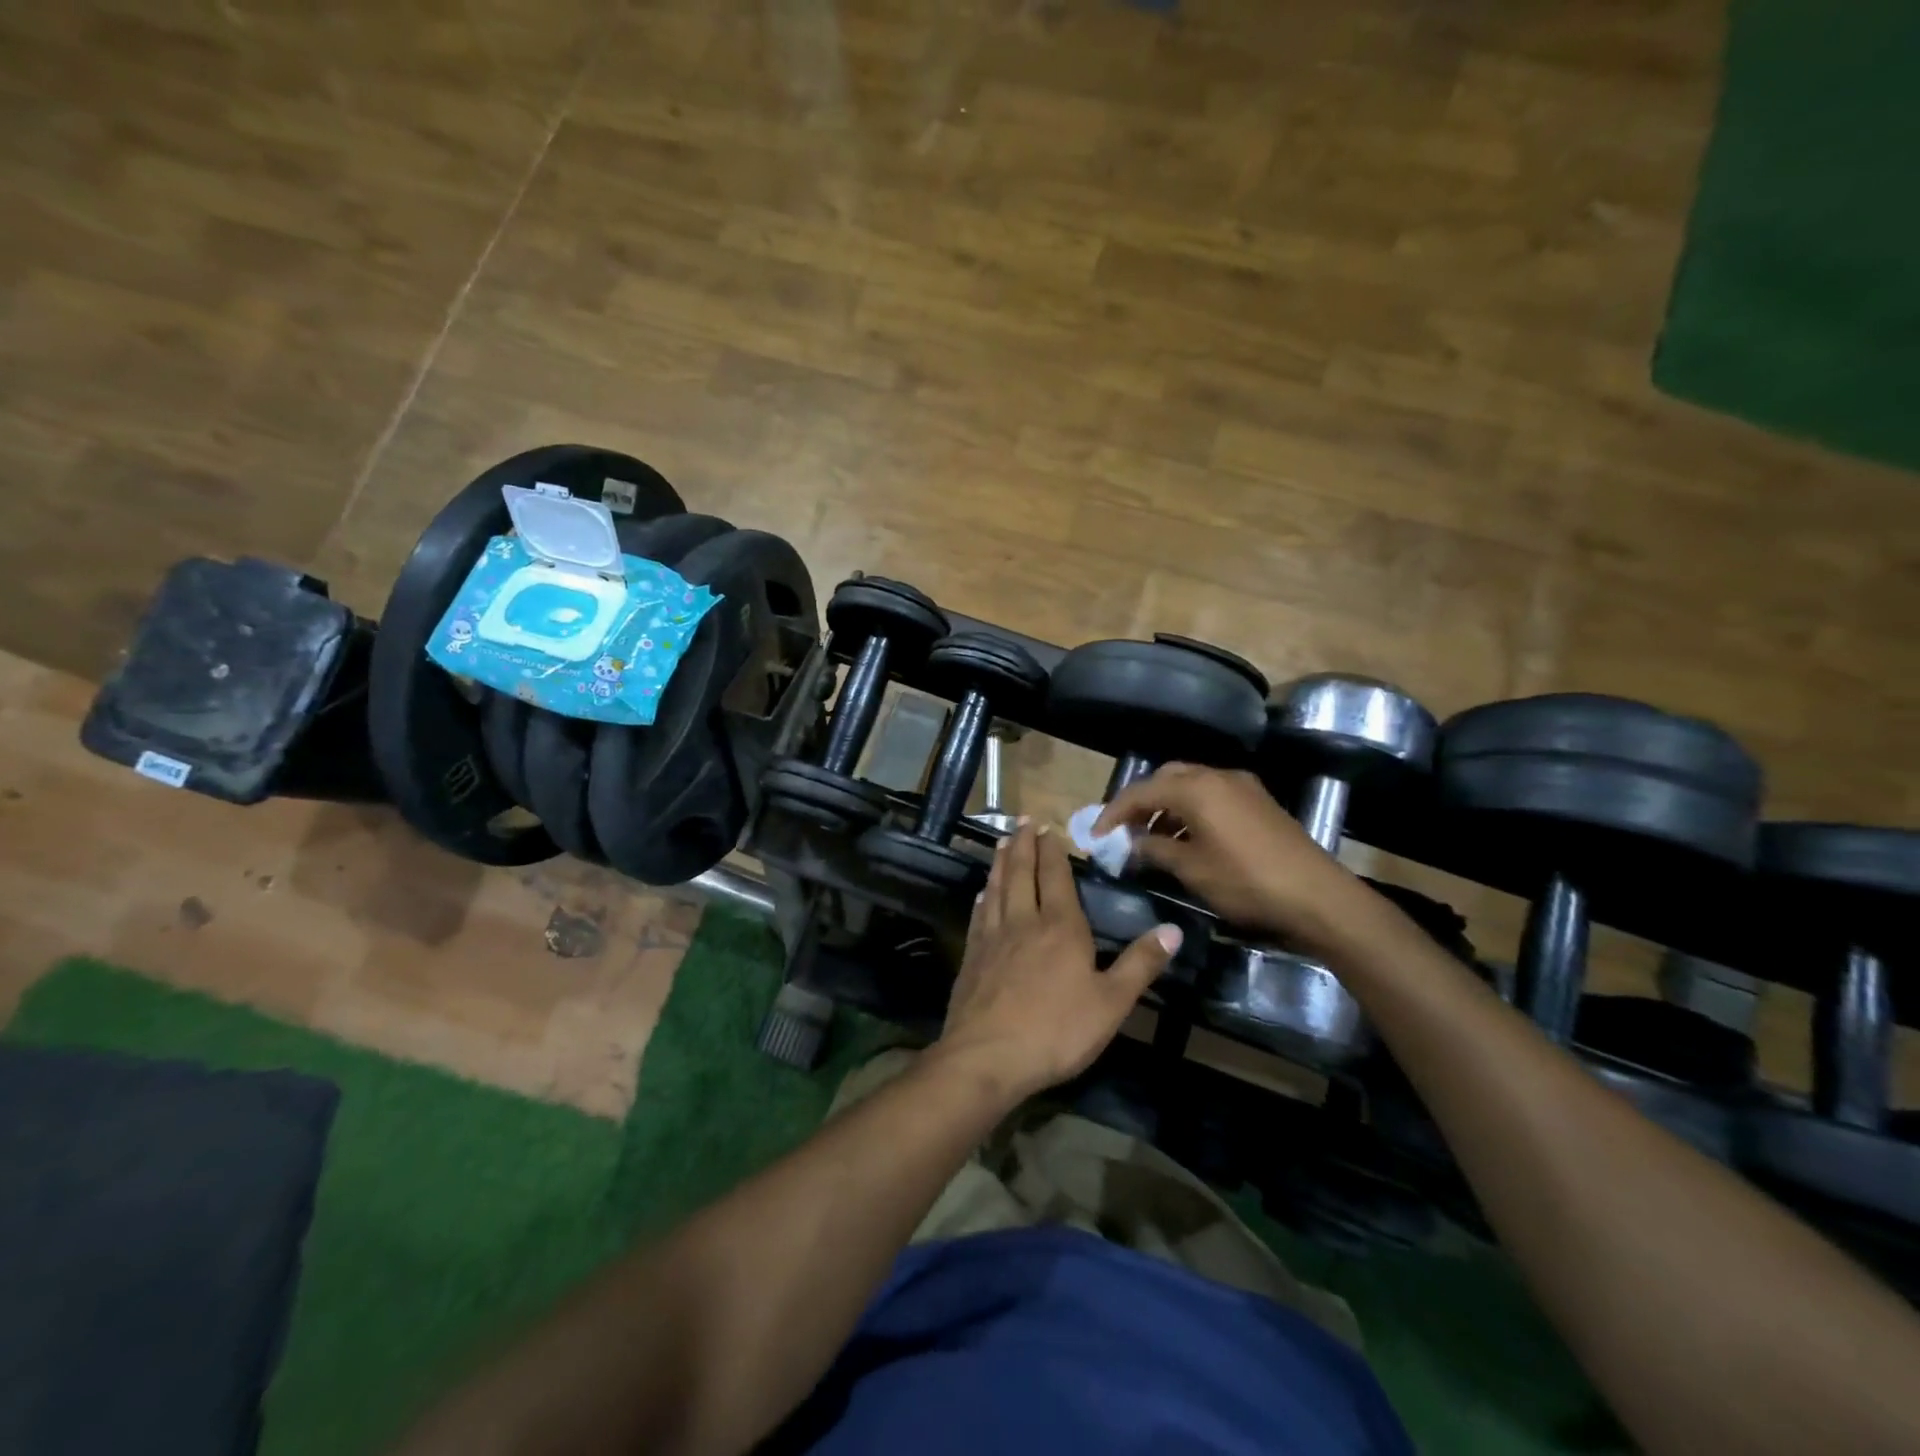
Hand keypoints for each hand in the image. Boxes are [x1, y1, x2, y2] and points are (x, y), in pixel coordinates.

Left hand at [933, 821, 1181, 1102]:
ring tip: (1001, 842)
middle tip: (1022, 821)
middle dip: (1023, 845)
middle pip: (1021, 873)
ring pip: (997, 888)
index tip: (1047, 827)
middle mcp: (1024, 921)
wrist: (988, 1056)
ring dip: (1000, 862)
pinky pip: (979, 915)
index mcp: (1060, 927)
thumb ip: (1140, 964)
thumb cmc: (1057, 1030)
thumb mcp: (1112, 1002)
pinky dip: (983, 897)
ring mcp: (993, 938)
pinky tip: (982, 893)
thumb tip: (1173, 929)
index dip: (1052, 851)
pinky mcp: (972, 957)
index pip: (1056, 877)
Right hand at [1094, 764, 1367, 954]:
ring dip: (1167, 806)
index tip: (1095, 836)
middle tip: (1124, 831)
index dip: (1113, 813)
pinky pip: (1212, 795)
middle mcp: (1217, 776)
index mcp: (1196, 788)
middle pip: (1166, 778)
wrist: (1318, 897)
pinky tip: (1188, 839)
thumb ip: (1155, 850)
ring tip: (1152, 840)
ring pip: (1191, 785)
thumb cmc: (1246, 882)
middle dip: (1141, 802)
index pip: (1140, 792)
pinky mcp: (1259, 802)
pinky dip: (1191, 810)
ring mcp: (1242, 787)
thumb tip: (1132, 844)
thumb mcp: (1192, 869)